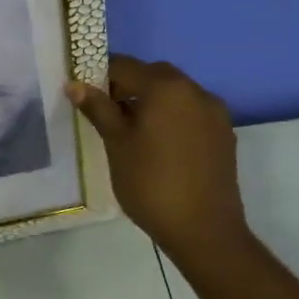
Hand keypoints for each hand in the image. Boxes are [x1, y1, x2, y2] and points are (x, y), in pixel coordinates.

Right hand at [68, 55, 245, 256]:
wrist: (205, 232)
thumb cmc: (151, 183)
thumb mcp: (116, 143)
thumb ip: (98, 108)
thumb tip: (75, 84)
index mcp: (166, 87)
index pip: (124, 66)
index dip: (99, 76)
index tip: (85, 97)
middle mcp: (195, 91)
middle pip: (153, 75)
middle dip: (127, 86)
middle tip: (106, 113)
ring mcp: (215, 113)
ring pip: (174, 93)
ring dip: (151, 100)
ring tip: (131, 131)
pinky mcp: (224, 135)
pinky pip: (190, 112)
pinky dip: (171, 116)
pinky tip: (158, 145)